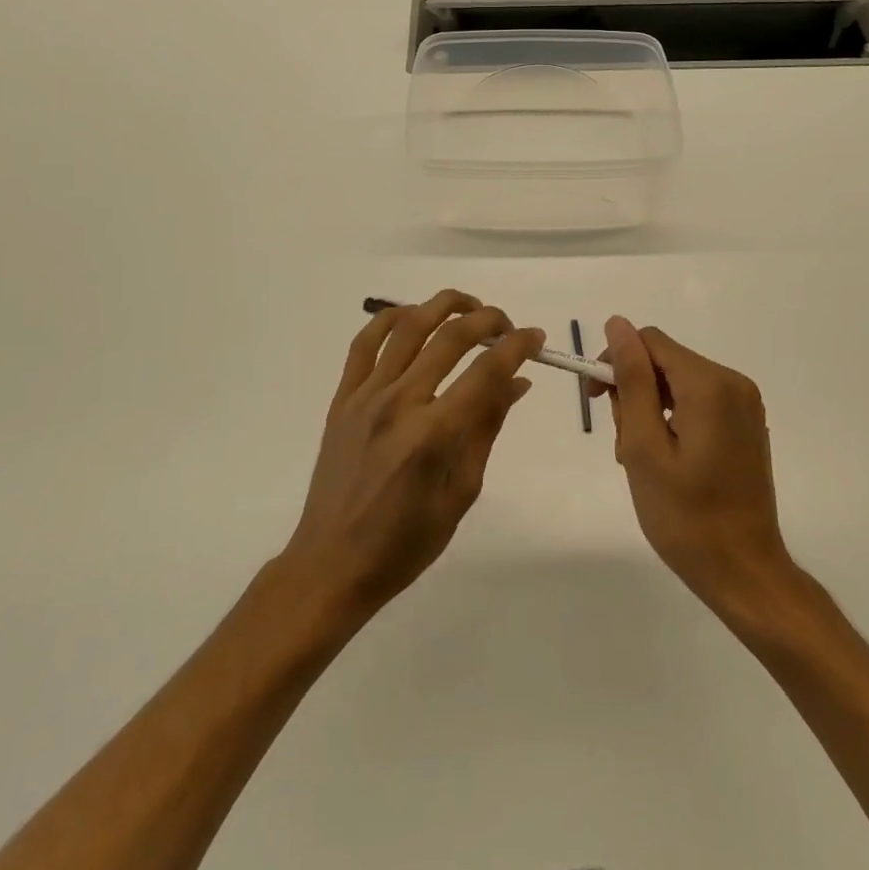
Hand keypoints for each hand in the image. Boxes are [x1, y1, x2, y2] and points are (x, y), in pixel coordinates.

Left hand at [280, 290, 544, 622]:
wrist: (332, 563)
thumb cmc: (405, 543)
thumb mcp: (461, 493)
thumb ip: (487, 429)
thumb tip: (516, 382)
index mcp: (433, 435)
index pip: (486, 372)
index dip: (517, 347)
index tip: (535, 337)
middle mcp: (399, 403)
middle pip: (450, 338)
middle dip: (487, 320)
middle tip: (507, 326)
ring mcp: (366, 396)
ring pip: (408, 327)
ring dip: (443, 306)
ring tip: (468, 308)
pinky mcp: (342, 398)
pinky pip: (364, 343)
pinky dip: (389, 318)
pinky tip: (411, 316)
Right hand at [604, 316, 795, 618]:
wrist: (745, 574)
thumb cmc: (685, 517)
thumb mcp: (644, 447)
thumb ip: (631, 380)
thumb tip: (617, 324)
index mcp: (709, 384)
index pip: (649, 341)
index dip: (615, 362)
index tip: (595, 401)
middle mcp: (733, 383)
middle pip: (664, 362)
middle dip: (634, 392)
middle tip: (624, 446)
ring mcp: (745, 405)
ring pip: (678, 383)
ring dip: (650, 410)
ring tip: (643, 461)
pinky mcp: (746, 425)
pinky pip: (698, 402)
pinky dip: (673, 420)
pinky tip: (668, 462)